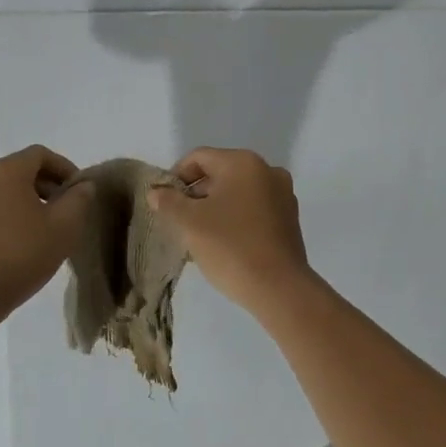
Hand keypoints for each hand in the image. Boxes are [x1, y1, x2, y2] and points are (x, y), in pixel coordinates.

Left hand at [0, 145, 93, 319]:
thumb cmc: (23, 253)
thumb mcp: (64, 226)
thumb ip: (80, 199)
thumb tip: (83, 186)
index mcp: (6, 170)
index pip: (41, 154)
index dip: (65, 168)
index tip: (80, 191)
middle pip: (22, 168)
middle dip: (49, 183)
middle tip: (69, 208)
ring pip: (7, 187)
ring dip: (32, 198)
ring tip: (50, 225)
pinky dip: (13, 210)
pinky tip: (27, 236)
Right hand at [146, 147, 313, 313]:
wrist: (278, 288)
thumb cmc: (230, 246)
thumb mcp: (189, 222)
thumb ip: (168, 202)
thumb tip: (156, 192)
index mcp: (243, 163)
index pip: (198, 158)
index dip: (176, 176)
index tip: (164, 202)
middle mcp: (267, 171)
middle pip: (219, 173)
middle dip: (195, 194)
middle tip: (178, 221)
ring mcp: (283, 195)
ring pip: (237, 193)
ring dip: (214, 208)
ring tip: (198, 235)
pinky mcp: (289, 219)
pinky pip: (253, 209)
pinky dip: (235, 219)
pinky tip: (223, 243)